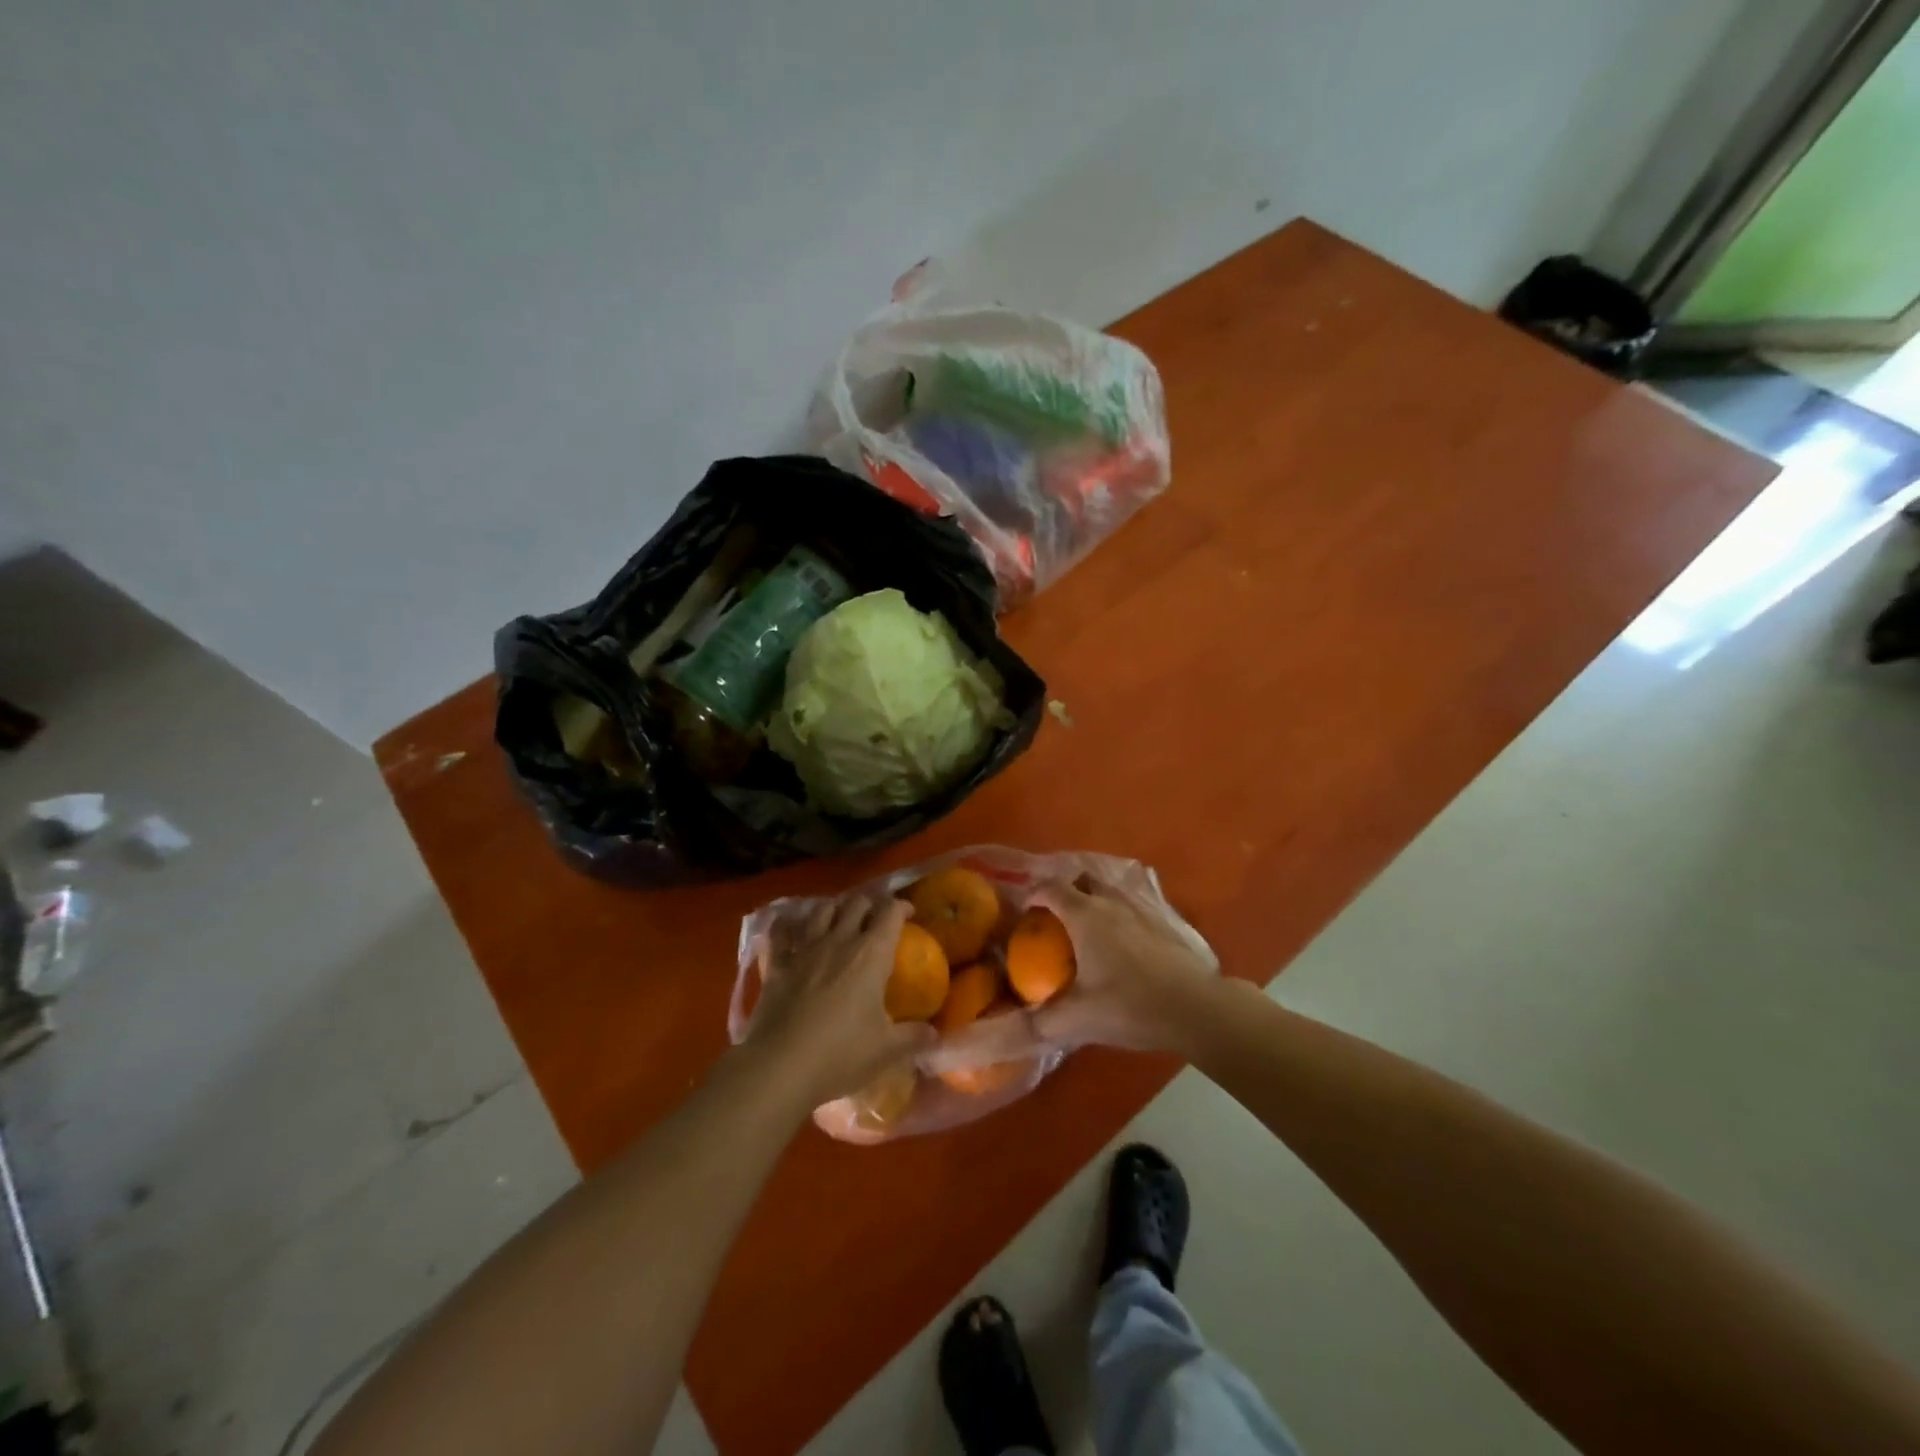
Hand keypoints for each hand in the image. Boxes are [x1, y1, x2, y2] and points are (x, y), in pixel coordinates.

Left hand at [744, 896, 935, 1106]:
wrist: (780, 1066)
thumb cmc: (840, 1054)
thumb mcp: (886, 1049)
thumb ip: (913, 1037)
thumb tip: (935, 1035)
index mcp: (871, 954)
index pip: (890, 913)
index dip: (901, 907)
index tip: (909, 913)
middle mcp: (839, 940)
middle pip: (856, 903)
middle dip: (870, 904)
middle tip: (876, 918)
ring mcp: (804, 949)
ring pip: (822, 910)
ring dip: (835, 908)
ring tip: (840, 918)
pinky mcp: (777, 964)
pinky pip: (781, 932)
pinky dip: (789, 924)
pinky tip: (791, 926)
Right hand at [1029, 877, 1220, 1055]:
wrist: (1195, 1007)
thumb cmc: (1130, 1005)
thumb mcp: (1078, 1019)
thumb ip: (1040, 1023)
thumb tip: (1011, 1027)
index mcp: (1084, 915)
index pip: (1050, 888)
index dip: (1033, 894)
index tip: (1025, 912)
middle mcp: (1110, 903)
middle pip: (1081, 880)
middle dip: (1065, 891)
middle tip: (1055, 917)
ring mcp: (1139, 910)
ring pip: (1109, 891)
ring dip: (1093, 900)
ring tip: (1086, 929)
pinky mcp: (1162, 922)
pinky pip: (1130, 907)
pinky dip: (1117, 915)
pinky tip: (1120, 945)